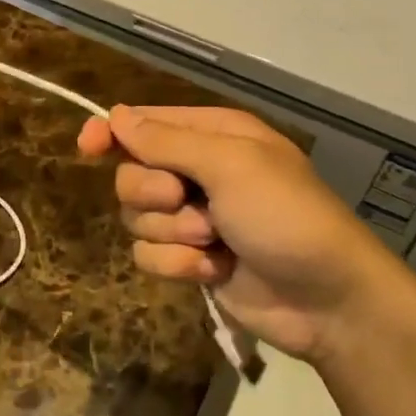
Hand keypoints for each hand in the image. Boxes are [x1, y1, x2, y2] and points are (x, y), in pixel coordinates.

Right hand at [77, 106, 402, 363]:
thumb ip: (167, 142)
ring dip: (172, 233)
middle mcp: (198, 171)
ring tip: (214, 241)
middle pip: (132, 174)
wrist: (328, 298)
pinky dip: (178, 264)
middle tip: (186, 200)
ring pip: (137, 217)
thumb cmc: (285, 215)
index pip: (143, 123)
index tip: (87, 148)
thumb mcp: (230, 164)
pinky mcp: (191, 259)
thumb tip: (117, 116)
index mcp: (212, 135)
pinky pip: (150, 255)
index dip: (111, 132)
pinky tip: (214, 269)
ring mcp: (193, 218)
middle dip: (153, 193)